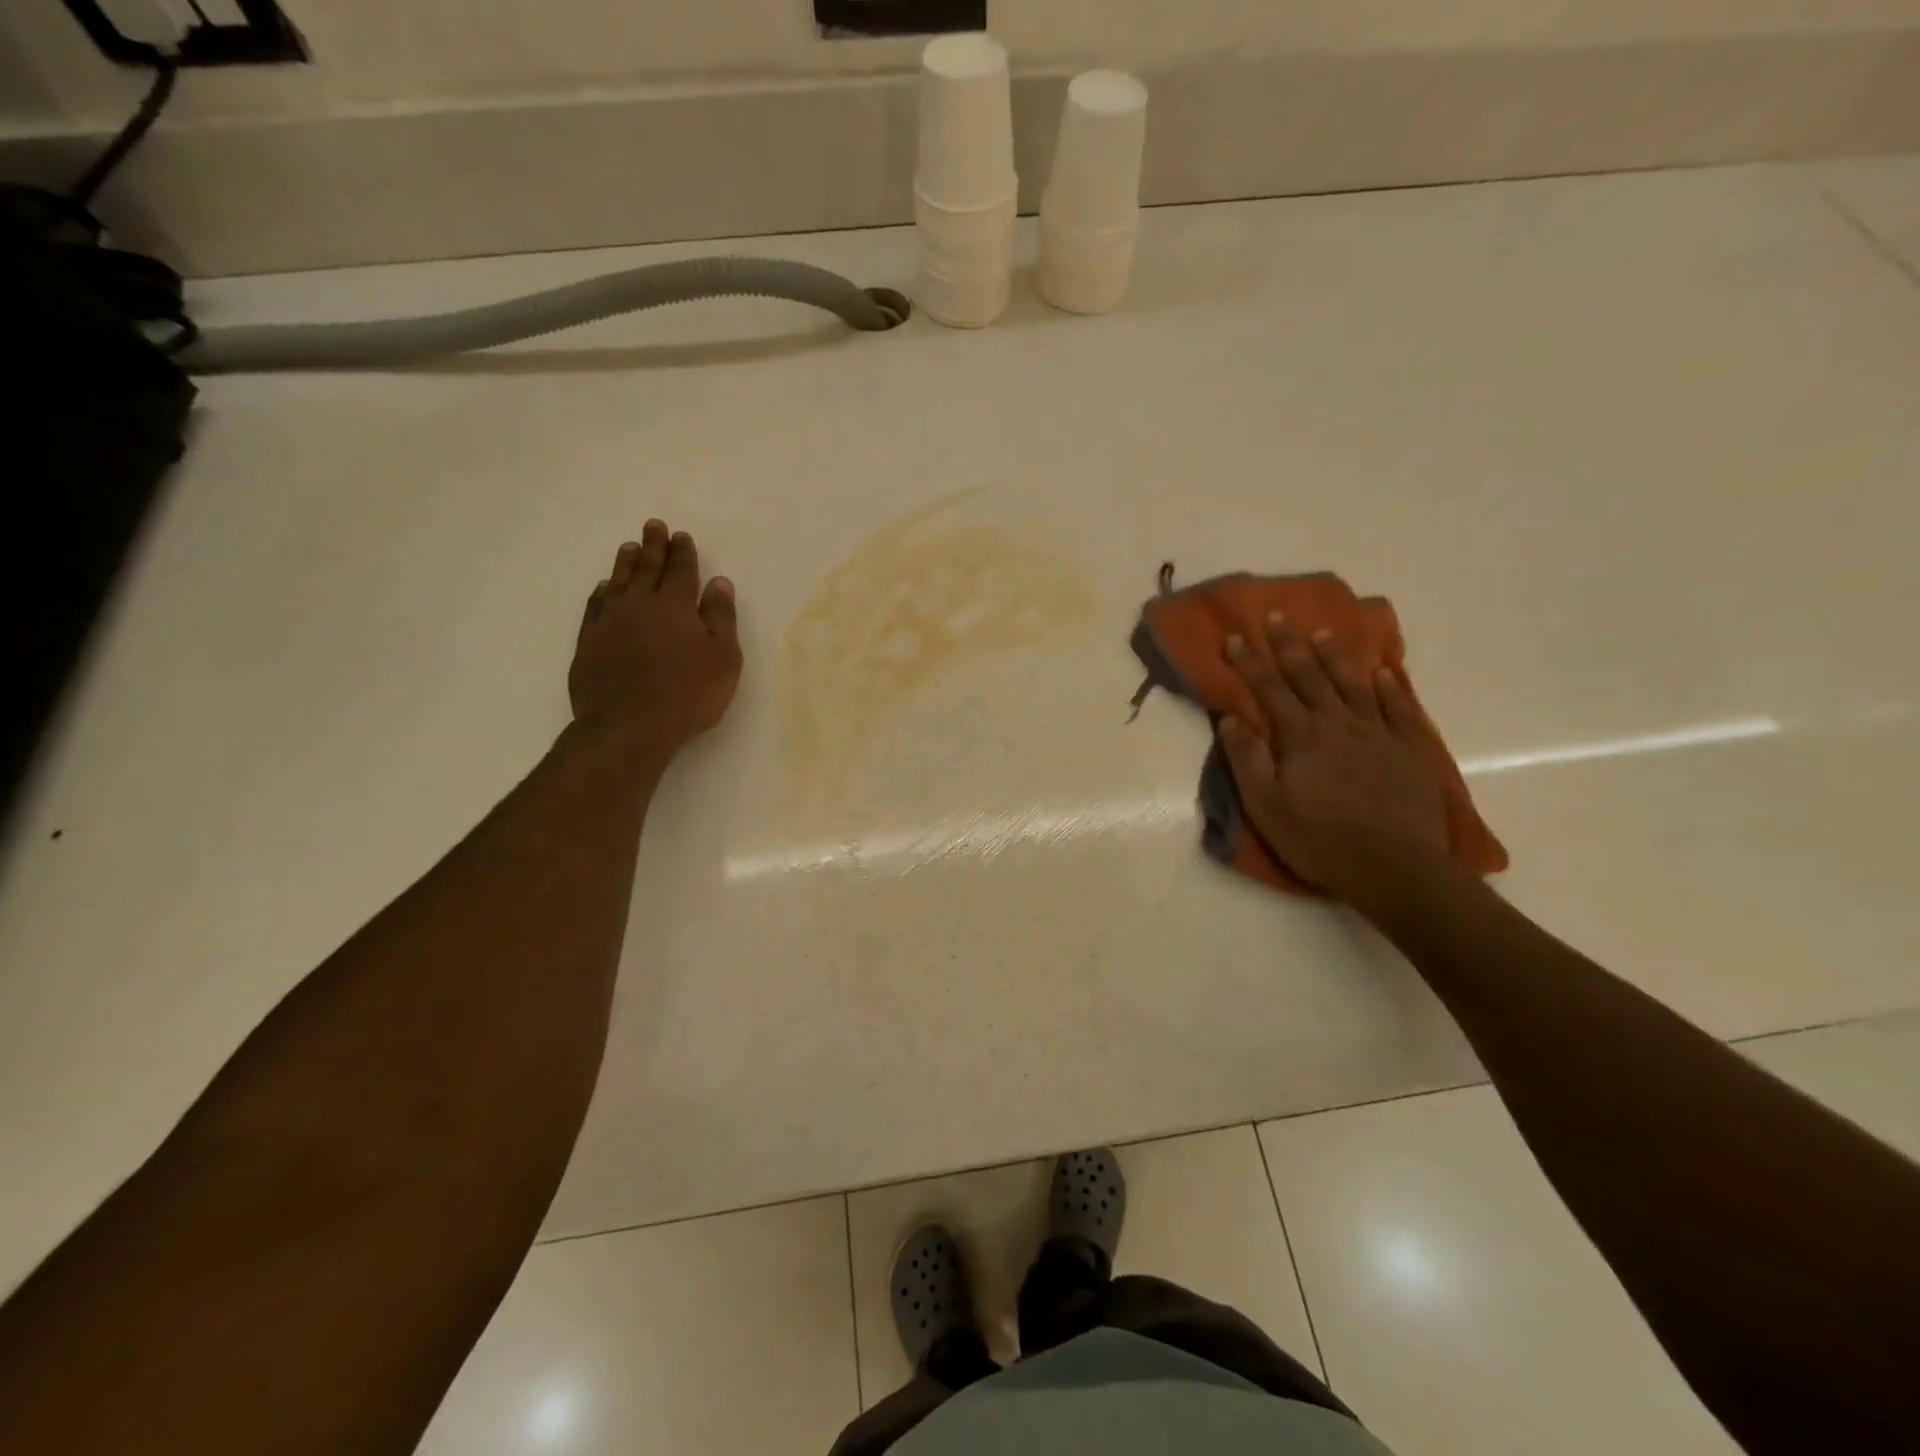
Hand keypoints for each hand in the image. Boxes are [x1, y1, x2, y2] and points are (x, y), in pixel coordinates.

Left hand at [569, 520, 741, 760]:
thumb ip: (720, 618)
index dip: (683, 552)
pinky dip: (602, 592)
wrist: (629, 725)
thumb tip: (718, 582)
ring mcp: (609, 621)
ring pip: (618, 582)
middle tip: (653, 526)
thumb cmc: (688, 693)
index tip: (681, 536)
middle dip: (653, 546)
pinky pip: (595, 606)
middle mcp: (639, 604)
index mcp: (675, 604)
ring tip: (629, 547)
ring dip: (626, 563)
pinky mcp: (589, 642)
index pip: (681, 570)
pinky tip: (604, 588)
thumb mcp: (723, 658)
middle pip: (647, 568)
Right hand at [1220, 616, 1449, 905]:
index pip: (1270, 690)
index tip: (1235, 637)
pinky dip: (1390, 687)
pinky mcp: (1409, 750)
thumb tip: (1231, 718)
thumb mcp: (1266, 806)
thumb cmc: (1320, 840)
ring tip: (1323, 633)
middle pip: (1310, 676)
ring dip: (1336, 657)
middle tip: (1278, 616)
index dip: (1250, 662)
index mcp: (1301, 737)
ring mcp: (1379, 734)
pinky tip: (1383, 673)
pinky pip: (1400, 709)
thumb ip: (1247, 759)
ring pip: (1353, 685)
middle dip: (1290, 645)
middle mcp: (1339, 724)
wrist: (1395, 868)